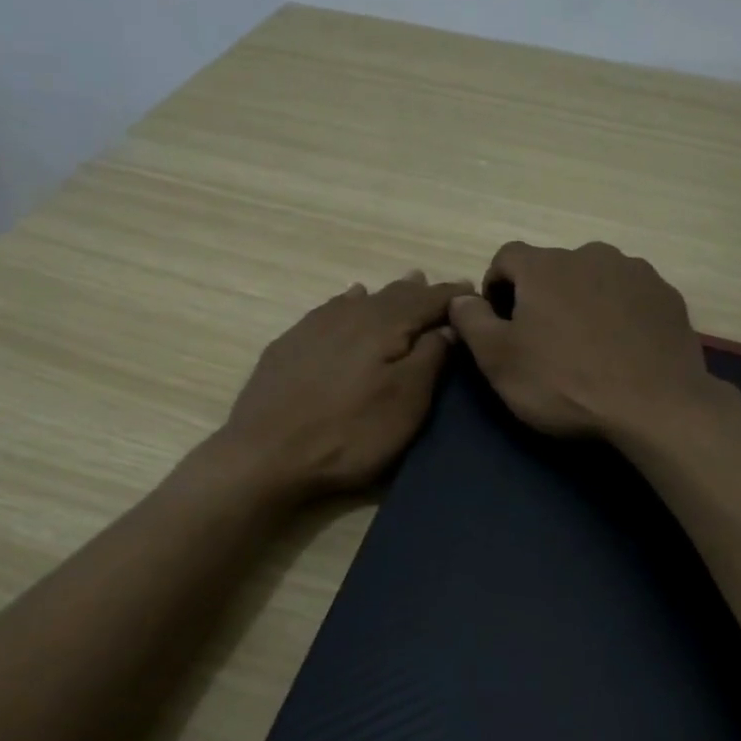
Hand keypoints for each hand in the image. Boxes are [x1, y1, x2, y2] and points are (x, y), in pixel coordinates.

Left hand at [217, 271, 472, 499]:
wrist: (266, 454)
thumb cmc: (350, 433)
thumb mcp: (406, 402)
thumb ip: (431, 358)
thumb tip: (449, 326)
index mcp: (385, 324)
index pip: (429, 300)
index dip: (453, 296)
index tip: (474, 294)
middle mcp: (351, 313)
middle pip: (395, 294)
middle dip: (422, 292)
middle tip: (443, 293)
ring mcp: (315, 326)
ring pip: (362, 299)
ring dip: (388, 295)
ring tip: (406, 286)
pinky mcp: (290, 344)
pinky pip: (331, 310)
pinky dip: (350, 302)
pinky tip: (350, 301)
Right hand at [446, 242, 723, 441]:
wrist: (655, 406)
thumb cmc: (565, 383)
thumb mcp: (499, 360)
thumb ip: (472, 321)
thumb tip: (460, 298)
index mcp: (545, 265)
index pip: (506, 257)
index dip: (496, 287)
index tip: (500, 323)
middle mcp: (591, 254)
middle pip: (553, 268)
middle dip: (542, 297)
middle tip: (544, 341)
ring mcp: (635, 272)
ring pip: (594, 280)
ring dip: (582, 303)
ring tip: (587, 347)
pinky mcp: (666, 296)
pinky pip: (630, 297)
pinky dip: (619, 314)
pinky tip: (622, 350)